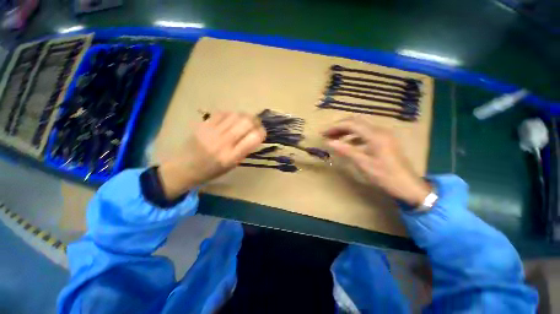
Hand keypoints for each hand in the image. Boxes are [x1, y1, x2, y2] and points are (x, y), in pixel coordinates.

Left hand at [159, 112, 265, 198]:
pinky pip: (223, 113)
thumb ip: (244, 150)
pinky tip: (231, 120)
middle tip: (255, 125)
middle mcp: (223, 142)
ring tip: (244, 122)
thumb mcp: (232, 165)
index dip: (262, 132)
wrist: (184, 167)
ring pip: (236, 115)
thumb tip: (255, 134)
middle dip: (256, 122)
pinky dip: (231, 115)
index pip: (254, 137)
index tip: (262, 133)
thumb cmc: (211, 171)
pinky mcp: (204, 124)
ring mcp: (212, 131)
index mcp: (232, 156)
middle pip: (247, 122)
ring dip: (245, 117)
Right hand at [323, 117, 430, 206]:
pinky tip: (348, 143)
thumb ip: (345, 150)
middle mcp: (380, 130)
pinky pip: (366, 133)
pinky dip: (354, 136)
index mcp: (375, 135)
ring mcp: (384, 134)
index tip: (323, 133)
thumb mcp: (363, 163)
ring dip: (346, 130)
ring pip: (361, 126)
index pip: (351, 124)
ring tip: (335, 138)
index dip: (335, 127)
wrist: (408, 186)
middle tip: (327, 134)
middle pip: (356, 122)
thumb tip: (329, 142)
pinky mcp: (385, 140)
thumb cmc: (385, 175)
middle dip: (340, 126)